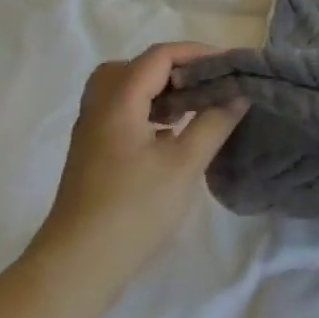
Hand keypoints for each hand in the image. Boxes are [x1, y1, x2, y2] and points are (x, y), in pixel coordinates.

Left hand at [34, 43, 246, 279]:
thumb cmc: (135, 208)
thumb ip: (214, 122)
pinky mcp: (93, 155)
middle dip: (172, 69)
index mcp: (118, 102)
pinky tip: (171, 137)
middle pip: (133, 68)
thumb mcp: (185, 164)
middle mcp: (99, 109)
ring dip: (159, 91)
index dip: (196, 53)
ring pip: (123, 92)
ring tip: (191, 110)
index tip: (230, 65)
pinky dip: (148, 113)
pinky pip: (120, 115)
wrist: (79, 264)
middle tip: (203, 85)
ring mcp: (92, 133)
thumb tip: (239, 92)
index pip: (158, 57)